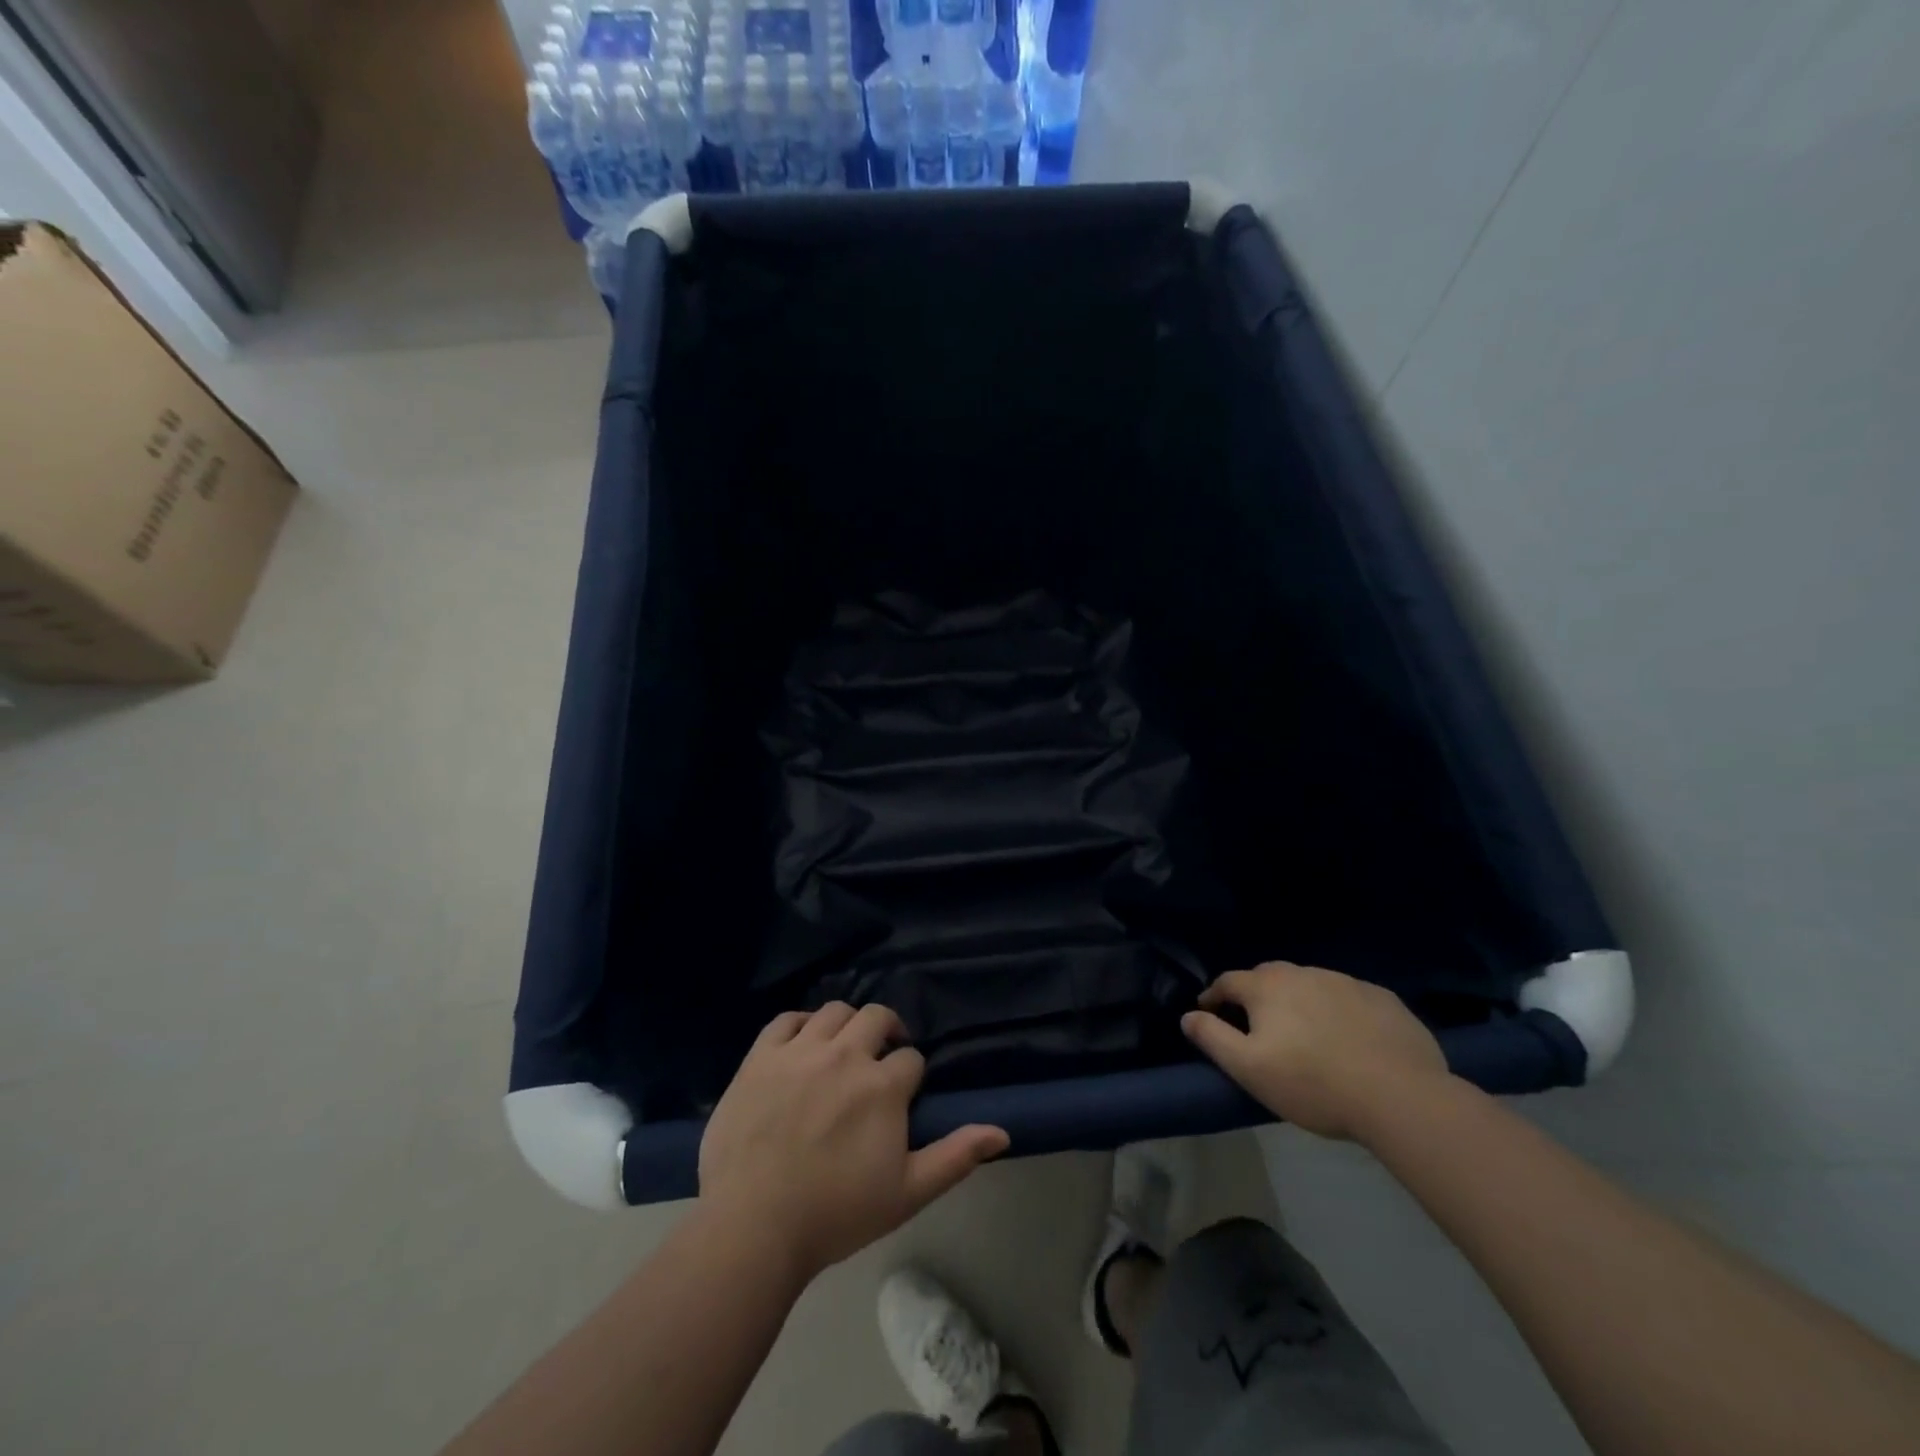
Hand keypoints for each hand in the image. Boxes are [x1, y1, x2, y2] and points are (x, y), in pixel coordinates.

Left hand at [698, 1003, 1008, 1279]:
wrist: (753, 1228)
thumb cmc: (835, 1215)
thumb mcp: (907, 1194)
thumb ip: (955, 1157)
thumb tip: (1002, 1131)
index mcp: (883, 1085)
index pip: (910, 1058)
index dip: (910, 1075)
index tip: (901, 1097)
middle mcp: (845, 1054)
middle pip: (877, 1017)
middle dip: (886, 1032)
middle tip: (879, 1059)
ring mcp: (800, 1051)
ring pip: (834, 1011)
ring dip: (847, 1025)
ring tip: (842, 1050)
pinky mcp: (761, 1056)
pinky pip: (786, 1019)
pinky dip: (800, 1024)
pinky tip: (803, 1044)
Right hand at [1182, 962, 1449, 1141]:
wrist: (1400, 1097)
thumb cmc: (1313, 1084)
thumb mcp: (1249, 1069)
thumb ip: (1213, 1038)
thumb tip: (1188, 1016)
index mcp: (1267, 987)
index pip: (1228, 981)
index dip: (1214, 996)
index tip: (1209, 1013)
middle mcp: (1303, 973)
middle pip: (1269, 976)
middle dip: (1256, 993)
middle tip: (1257, 1023)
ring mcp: (1346, 982)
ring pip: (1310, 984)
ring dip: (1299, 1000)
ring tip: (1305, 1032)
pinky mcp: (1383, 999)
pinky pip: (1349, 997)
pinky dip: (1339, 1010)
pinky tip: (1349, 1037)